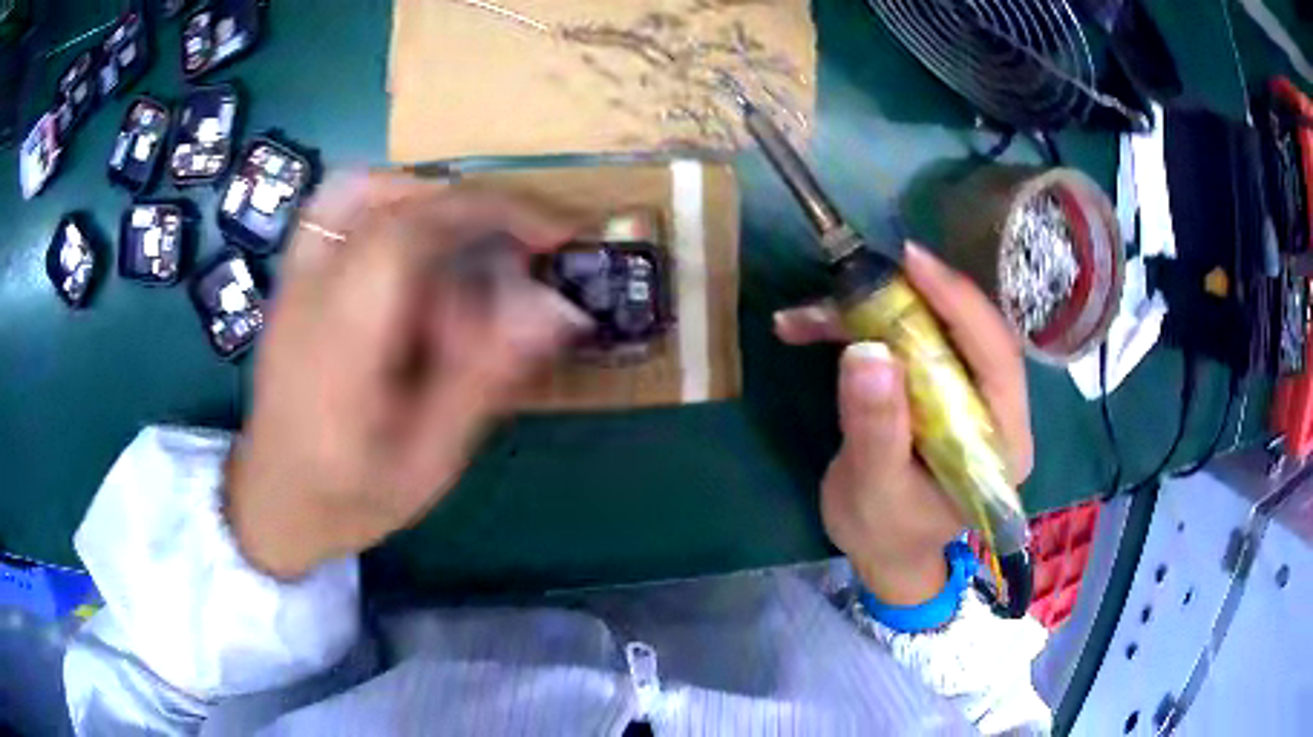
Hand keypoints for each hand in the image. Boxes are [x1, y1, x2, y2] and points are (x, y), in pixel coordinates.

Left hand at [225, 173, 586, 578]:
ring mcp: (292, 281)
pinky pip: (336, 209)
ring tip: (464, 243)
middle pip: (388, 200)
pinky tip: (411, 251)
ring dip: (423, 199)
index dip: (487, 215)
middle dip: (468, 209)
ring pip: (357, 190)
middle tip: (515, 249)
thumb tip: (556, 307)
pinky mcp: (291, 280)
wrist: (273, 502)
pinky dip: (386, 206)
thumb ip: (483, 378)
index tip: (550, 236)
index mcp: (340, 347)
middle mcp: (308, 295)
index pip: (407, 236)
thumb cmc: (351, 497)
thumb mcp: (429, 459)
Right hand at [774, 244, 1031, 604]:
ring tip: (814, 311)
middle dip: (911, 299)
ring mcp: (966, 395)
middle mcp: (994, 410)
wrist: (883, 551)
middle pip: (965, 332)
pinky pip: (906, 342)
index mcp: (1002, 443)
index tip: (913, 263)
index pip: (997, 358)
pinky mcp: (937, 387)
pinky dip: (859, 328)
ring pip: (931, 330)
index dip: (961, 304)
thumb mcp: (876, 490)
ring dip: (873, 312)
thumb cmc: (886, 533)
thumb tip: (866, 351)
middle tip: (859, 275)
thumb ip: (877, 429)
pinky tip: (810, 327)